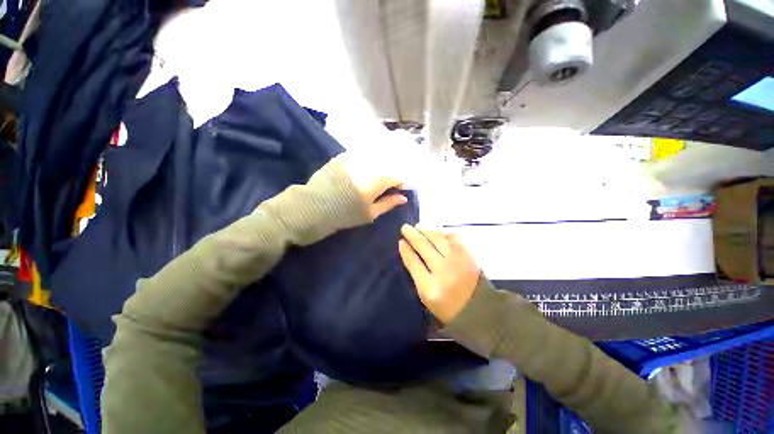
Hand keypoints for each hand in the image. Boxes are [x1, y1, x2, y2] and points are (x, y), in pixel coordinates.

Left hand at [338, 152, 407, 219]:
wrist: (315, 207)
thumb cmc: (345, 214)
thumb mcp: (370, 214)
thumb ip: (389, 203)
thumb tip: (404, 198)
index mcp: (375, 182)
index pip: (396, 176)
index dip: (400, 183)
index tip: (399, 190)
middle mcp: (366, 166)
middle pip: (387, 165)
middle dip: (390, 174)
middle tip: (387, 185)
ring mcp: (353, 158)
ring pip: (375, 159)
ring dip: (379, 167)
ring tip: (375, 179)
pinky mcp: (343, 156)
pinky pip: (361, 156)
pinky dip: (366, 163)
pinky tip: (362, 172)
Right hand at [398, 225, 480, 323]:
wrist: (479, 308)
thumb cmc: (447, 305)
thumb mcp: (425, 296)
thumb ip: (415, 273)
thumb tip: (407, 249)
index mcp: (430, 287)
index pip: (413, 262)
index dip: (405, 250)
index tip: (401, 241)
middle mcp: (443, 270)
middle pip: (423, 246)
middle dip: (412, 235)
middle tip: (405, 228)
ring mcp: (457, 260)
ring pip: (437, 238)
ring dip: (426, 230)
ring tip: (418, 226)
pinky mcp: (468, 254)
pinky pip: (452, 236)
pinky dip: (442, 232)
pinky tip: (437, 232)